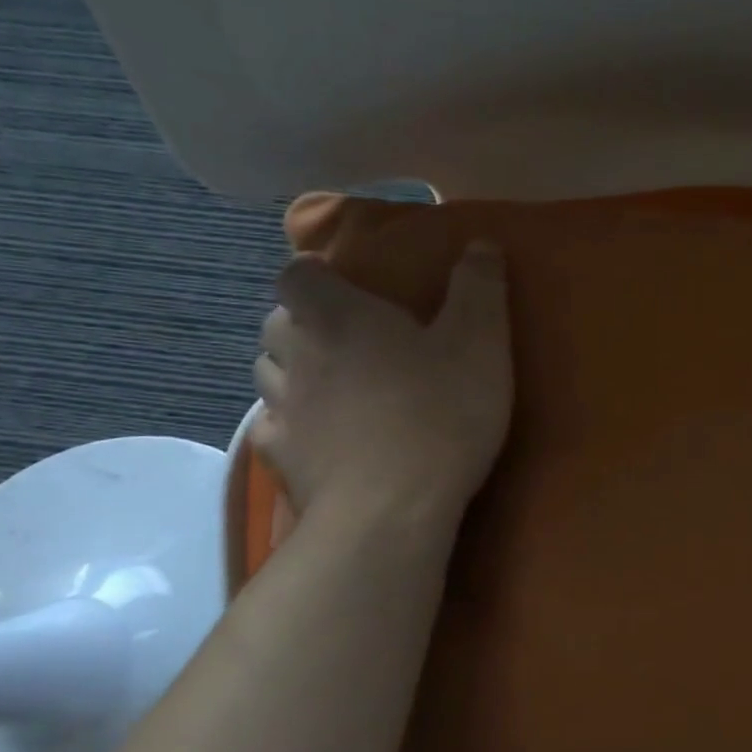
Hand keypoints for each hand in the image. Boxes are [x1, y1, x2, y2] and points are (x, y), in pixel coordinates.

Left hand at [253, 241, 512, 523]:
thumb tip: (481, 242)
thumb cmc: (438, 413)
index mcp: (337, 315)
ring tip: (331, 385)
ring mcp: (282, 409)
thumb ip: (479, 288)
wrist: (391, 510)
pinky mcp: (280, 460)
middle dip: (303, 323)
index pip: (297, 273)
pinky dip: (293, 424)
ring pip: (270, 374)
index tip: (344, 285)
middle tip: (346, 337)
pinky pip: (274, 428)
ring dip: (293, 370)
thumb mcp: (479, 343)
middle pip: (277, 322)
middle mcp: (296, 353)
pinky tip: (321, 437)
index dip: (315, 275)